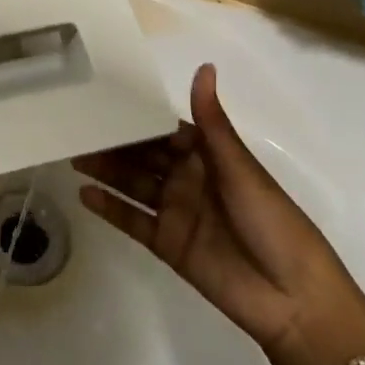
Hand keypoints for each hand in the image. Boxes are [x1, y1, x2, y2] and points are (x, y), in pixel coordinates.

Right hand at [74, 63, 364, 364]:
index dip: (135, 117)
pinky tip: (84, 195)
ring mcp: (176, 212)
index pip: (162, 129)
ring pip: (133, 185)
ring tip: (72, 156)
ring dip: (105, 171)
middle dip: (112, 143)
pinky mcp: (169, 245)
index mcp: (207, 154)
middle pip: (142, 156)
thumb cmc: (271, 219)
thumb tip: (204, 66)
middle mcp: (187, 178)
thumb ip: (211, 120)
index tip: (102, 98)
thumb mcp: (239, 166)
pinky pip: (134, 221)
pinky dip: (110, 209)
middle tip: (74, 127)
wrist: (293, 298)